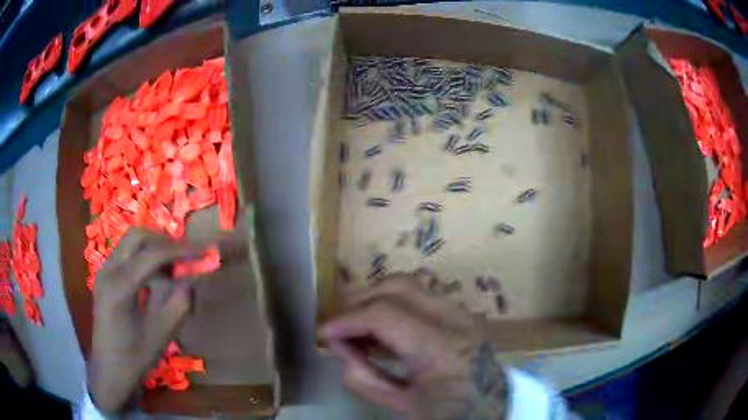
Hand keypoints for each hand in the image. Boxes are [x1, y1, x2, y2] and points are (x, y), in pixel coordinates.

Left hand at [89, 228, 201, 412]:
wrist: (109, 370)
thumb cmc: (135, 357)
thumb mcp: (162, 335)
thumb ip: (180, 303)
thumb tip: (194, 278)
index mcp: (120, 287)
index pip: (152, 255)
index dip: (181, 250)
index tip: (203, 252)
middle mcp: (108, 270)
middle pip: (138, 235)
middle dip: (165, 240)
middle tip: (186, 255)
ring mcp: (104, 270)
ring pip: (131, 241)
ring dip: (154, 246)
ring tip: (174, 264)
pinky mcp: (105, 275)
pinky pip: (126, 252)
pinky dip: (144, 255)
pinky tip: (156, 274)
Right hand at [320, 273, 508, 419]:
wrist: (494, 405)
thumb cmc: (450, 413)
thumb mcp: (403, 406)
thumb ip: (363, 377)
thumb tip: (337, 344)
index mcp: (442, 350)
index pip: (385, 315)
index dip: (347, 320)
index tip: (324, 333)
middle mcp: (456, 319)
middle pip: (397, 286)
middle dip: (359, 300)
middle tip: (339, 326)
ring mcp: (463, 310)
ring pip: (408, 283)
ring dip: (375, 298)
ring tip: (358, 325)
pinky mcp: (463, 310)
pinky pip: (420, 293)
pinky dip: (393, 302)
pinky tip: (383, 327)